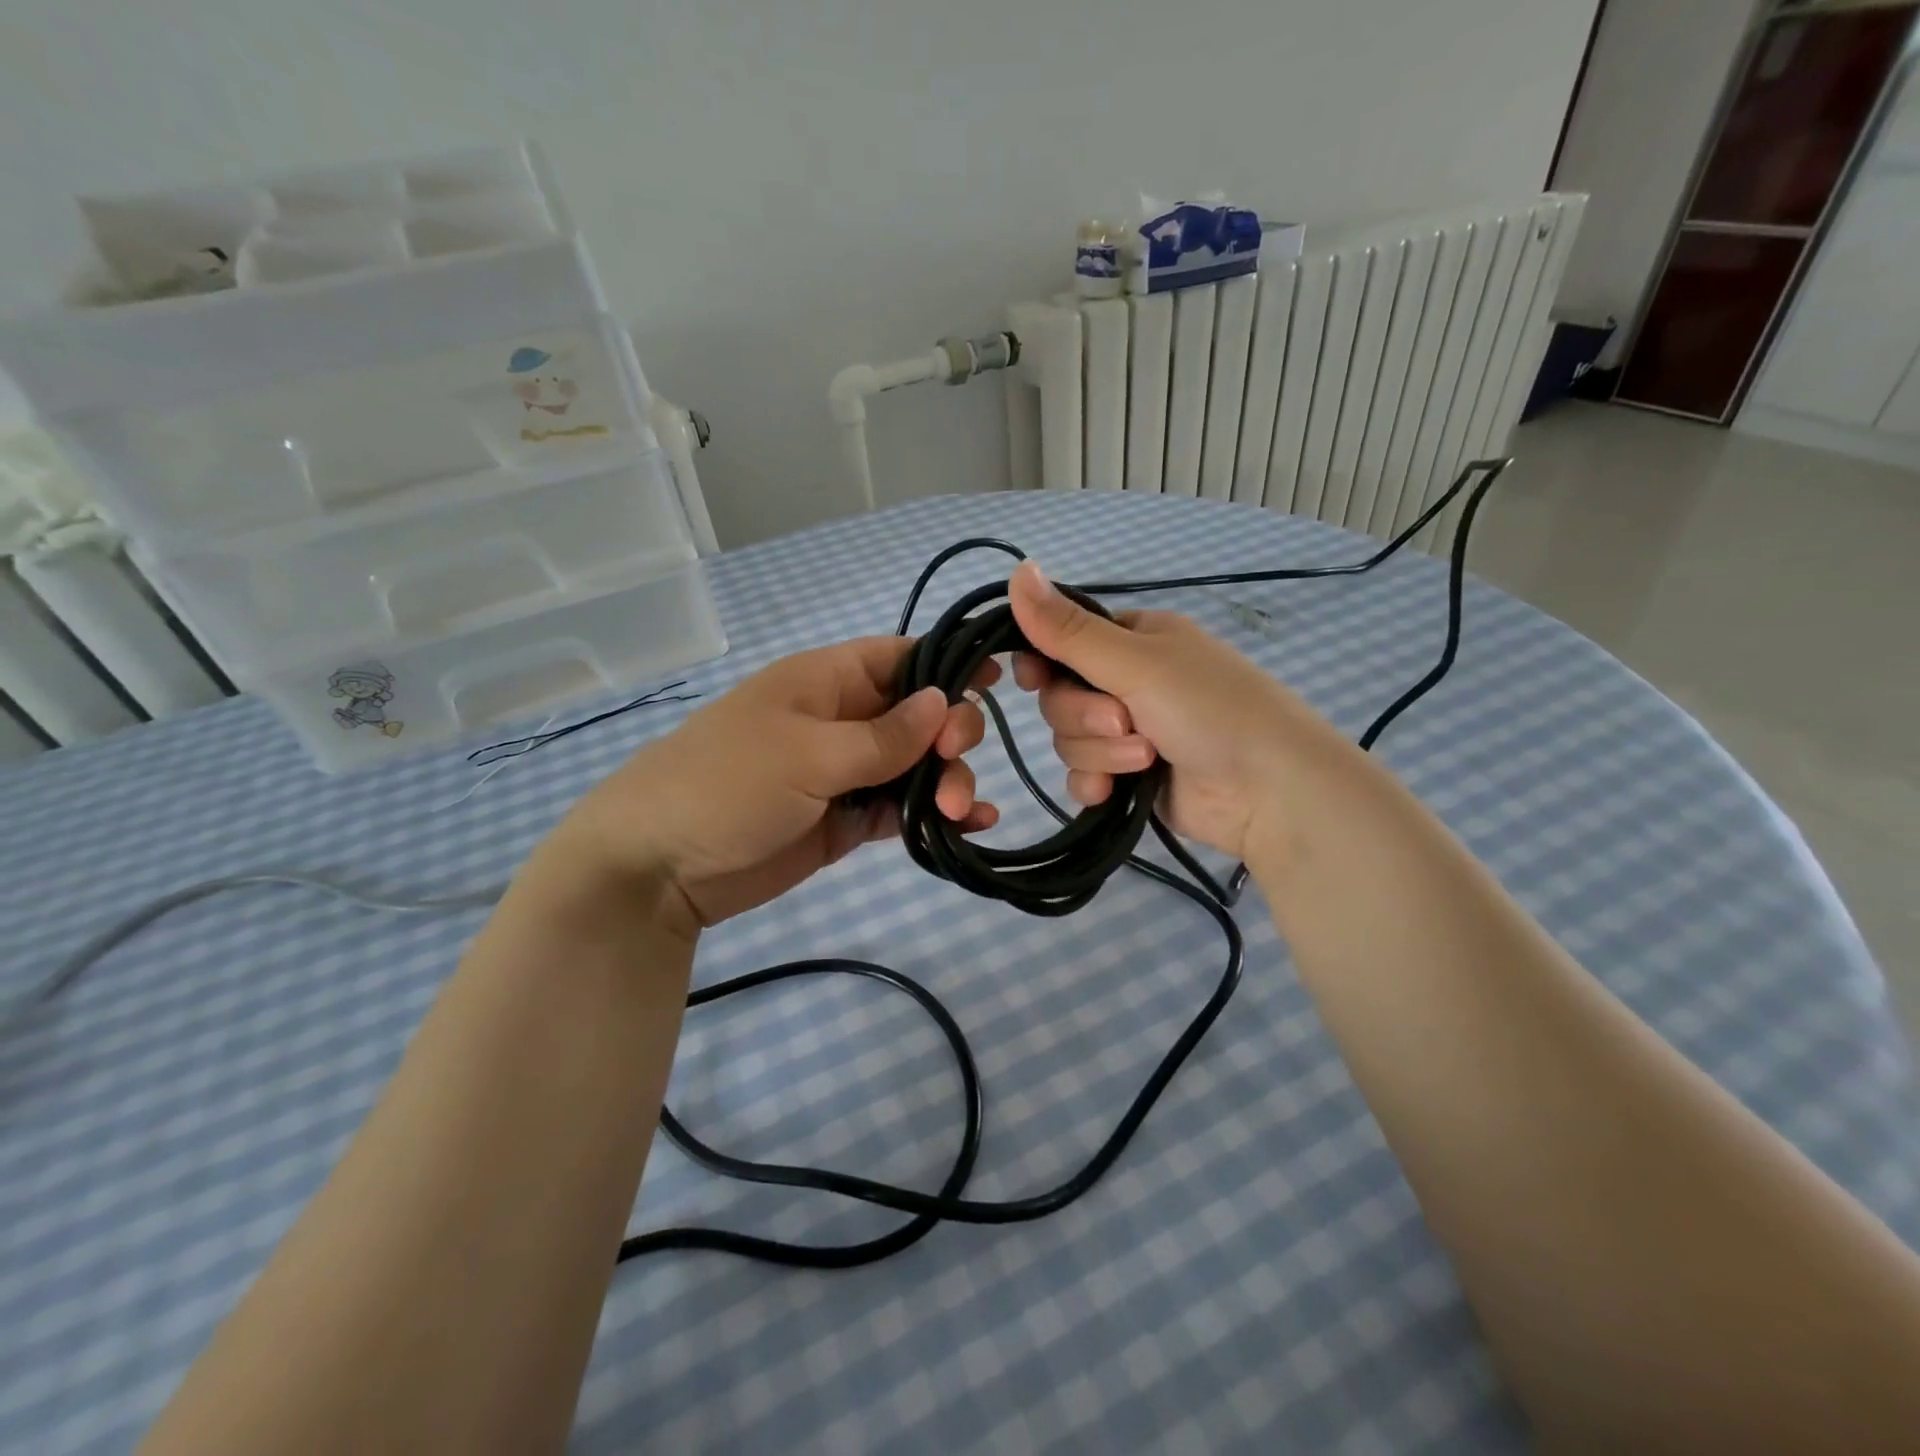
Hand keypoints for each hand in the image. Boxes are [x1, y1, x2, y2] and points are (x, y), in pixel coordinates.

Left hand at [552, 638, 998, 936]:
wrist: (659, 868)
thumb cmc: (728, 785)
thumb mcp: (808, 752)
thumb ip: (883, 735)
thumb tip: (942, 701)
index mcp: (826, 682)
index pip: (899, 658)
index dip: (947, 664)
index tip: (995, 679)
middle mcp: (842, 720)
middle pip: (918, 715)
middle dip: (950, 734)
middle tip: (952, 760)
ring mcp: (845, 773)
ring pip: (916, 767)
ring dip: (948, 782)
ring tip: (959, 811)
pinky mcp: (846, 821)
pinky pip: (901, 810)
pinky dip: (934, 816)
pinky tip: (971, 826)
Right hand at [1005, 560, 1354, 859]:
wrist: (1269, 791)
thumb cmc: (1210, 708)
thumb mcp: (1137, 661)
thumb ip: (1069, 630)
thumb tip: (1016, 570)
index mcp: (1133, 640)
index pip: (1062, 641)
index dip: (1042, 662)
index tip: (1034, 677)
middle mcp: (1127, 681)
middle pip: (1059, 695)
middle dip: (1084, 716)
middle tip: (1124, 722)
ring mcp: (1128, 731)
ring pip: (1068, 738)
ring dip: (1099, 752)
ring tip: (1145, 758)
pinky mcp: (1128, 776)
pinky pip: (1081, 775)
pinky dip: (1094, 783)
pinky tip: (1113, 793)